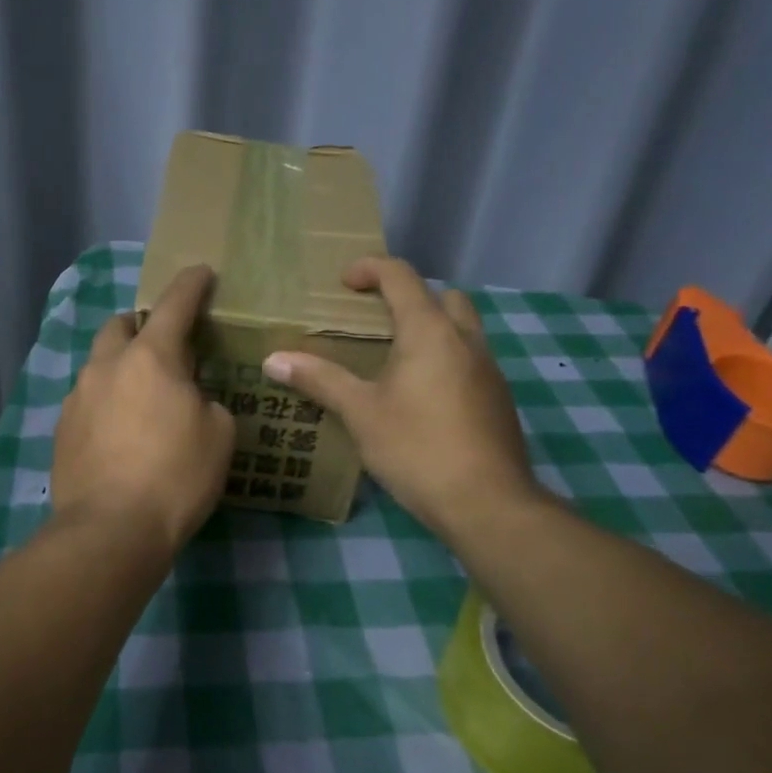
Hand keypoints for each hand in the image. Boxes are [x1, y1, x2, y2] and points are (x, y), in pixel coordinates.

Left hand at [52, 265, 235, 554]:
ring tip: (143, 397)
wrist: (111, 530)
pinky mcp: (61, 430)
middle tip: (166, 347)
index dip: (191, 284)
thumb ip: (207, 401)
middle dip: (142, 325)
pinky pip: (88, 400)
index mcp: (150, 357)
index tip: (201, 271)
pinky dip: (107, 402)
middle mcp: (107, 366)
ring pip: (100, 364)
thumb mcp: (219, 435)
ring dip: (122, 367)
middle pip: (120, 325)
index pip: (174, 305)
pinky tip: (120, 432)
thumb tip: (189, 400)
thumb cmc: (176, 477)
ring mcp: (77, 397)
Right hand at [262, 257, 542, 539]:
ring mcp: (489, 369)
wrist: (488, 504)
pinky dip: (444, 358)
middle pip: (442, 296)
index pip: (401, 277)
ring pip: (462, 328)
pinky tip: (420, 396)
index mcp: (430, 332)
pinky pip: (469, 359)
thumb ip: (320, 379)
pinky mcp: (498, 399)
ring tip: (393, 359)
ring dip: (430, 328)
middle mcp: (466, 340)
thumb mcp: (361, 413)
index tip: (344, 282)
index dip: (370, 268)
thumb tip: (273, 359)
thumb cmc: (417, 448)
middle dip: (409, 296)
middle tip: (375, 320)